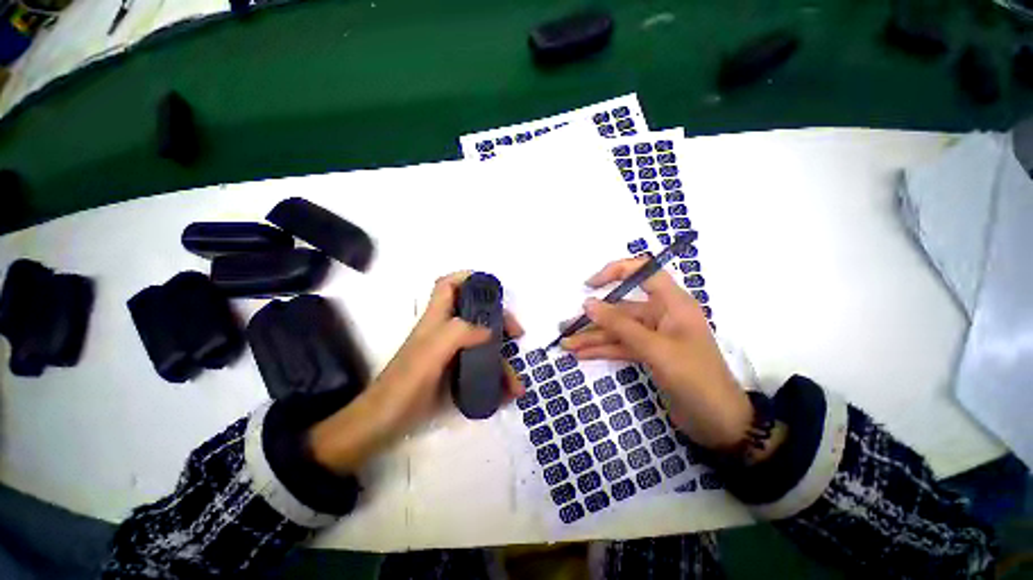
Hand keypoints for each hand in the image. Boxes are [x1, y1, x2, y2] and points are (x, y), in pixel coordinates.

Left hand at [310, 271, 524, 474]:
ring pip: (482, 345)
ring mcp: (451, 353)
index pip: (448, 285)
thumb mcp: (432, 351)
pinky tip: (506, 395)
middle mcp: (445, 331)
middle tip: (516, 333)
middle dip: (499, 320)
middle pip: (475, 313)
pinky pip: (481, 368)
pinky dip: (496, 379)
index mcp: (436, 319)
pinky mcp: (454, 372)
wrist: (385, 422)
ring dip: (502, 361)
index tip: (492, 288)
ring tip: (517, 384)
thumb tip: (490, 331)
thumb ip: (461, 332)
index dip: (468, 278)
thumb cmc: (406, 382)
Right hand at [561, 258, 752, 450]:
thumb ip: (620, 325)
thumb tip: (588, 304)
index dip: (616, 271)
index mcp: (672, 303)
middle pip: (621, 309)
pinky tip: (581, 354)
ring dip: (593, 337)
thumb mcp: (655, 349)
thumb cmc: (695, 379)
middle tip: (565, 327)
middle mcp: (662, 315)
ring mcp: (654, 336)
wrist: (718, 424)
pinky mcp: (649, 354)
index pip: (644, 271)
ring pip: (617, 330)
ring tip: (566, 345)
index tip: (590, 285)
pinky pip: (621, 346)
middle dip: (593, 319)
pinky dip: (602, 350)